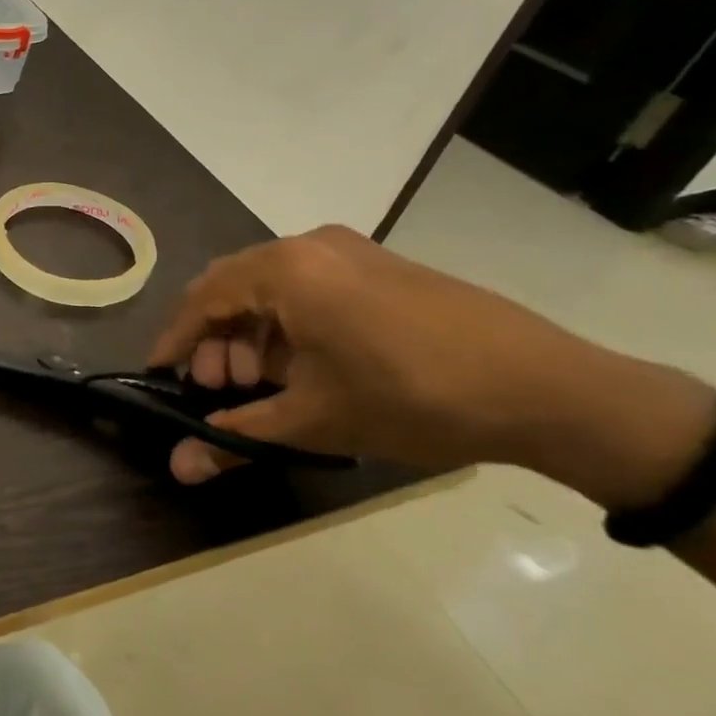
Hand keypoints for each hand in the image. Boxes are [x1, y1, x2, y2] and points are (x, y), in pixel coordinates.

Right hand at [151, 226, 715, 506]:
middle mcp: (308, 246)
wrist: (554, 391)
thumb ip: (238, 436)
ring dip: (252, 332)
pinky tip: (305, 366)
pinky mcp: (379, 265)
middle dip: (216, 339)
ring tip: (265, 385)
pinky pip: (308, 285)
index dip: (177, 340)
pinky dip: (289, 323)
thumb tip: (178, 468)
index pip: (203, 299)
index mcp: (286, 270)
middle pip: (232, 286)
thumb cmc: (416, 399)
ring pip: (270, 286)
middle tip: (222, 390)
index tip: (162, 375)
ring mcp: (349, 250)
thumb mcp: (318, 421)